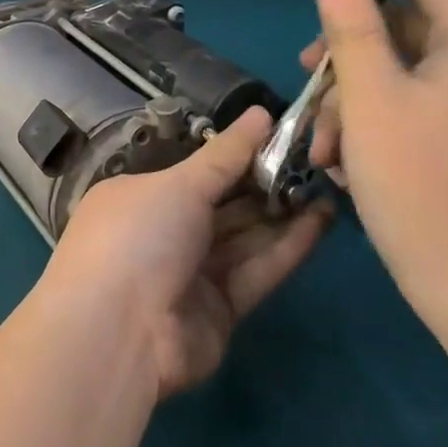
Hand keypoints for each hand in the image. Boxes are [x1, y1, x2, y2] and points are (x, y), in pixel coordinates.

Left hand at [42, 107, 334, 400]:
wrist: (119, 333)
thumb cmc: (140, 236)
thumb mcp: (180, 184)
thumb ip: (226, 154)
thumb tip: (261, 113)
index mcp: (141, 196)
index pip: (196, 171)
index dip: (237, 154)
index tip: (280, 135)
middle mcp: (164, 232)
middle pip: (223, 205)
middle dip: (265, 183)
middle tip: (314, 159)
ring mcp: (191, 274)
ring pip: (244, 238)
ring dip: (283, 214)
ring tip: (327, 184)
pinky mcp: (219, 312)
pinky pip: (255, 272)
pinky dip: (286, 248)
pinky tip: (322, 221)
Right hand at [303, 0, 447, 330]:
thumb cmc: (422, 183)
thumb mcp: (371, 97)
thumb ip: (351, 27)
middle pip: (403, 26)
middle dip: (348, 51)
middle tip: (307, 77)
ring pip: (396, 75)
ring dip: (349, 99)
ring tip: (321, 146)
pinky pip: (406, 112)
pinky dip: (370, 127)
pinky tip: (340, 165)